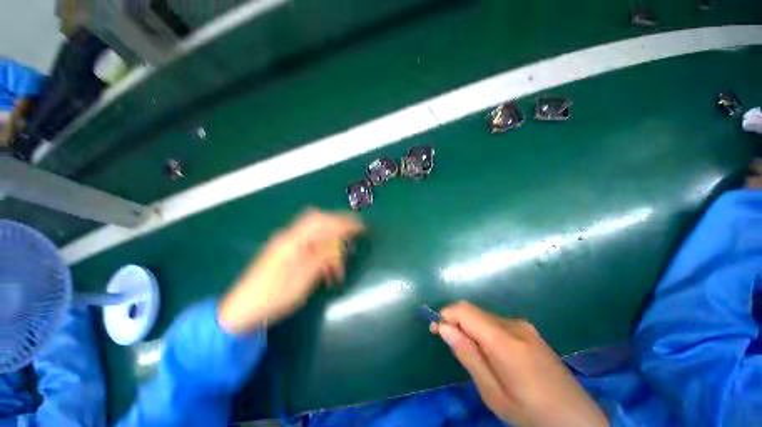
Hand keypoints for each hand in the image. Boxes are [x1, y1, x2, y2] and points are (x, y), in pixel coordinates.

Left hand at [218, 209, 363, 333]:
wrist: (241, 310)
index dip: (344, 222)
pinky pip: (309, 244)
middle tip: (353, 235)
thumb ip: (322, 257)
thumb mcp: (303, 279)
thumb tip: (339, 243)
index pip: (324, 222)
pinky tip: (327, 269)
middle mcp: (289, 236)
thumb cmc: (273, 296)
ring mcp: (286, 243)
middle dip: (338, 225)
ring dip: (331, 244)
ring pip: (315, 233)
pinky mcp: (285, 251)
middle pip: (318, 220)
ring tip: (339, 266)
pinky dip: (322, 252)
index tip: (361, 227)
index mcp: (293, 241)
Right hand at [431, 302, 608, 426]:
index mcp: (505, 341)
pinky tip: (489, 351)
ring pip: (483, 316)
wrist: (577, 420)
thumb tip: (443, 328)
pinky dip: (482, 329)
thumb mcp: (493, 392)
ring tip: (469, 352)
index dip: (445, 315)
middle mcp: (514, 325)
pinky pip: (496, 322)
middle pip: (473, 311)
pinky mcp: (529, 330)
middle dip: (455, 320)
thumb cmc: (531, 413)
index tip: (435, 329)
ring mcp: (524, 326)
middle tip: (448, 342)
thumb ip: (468, 355)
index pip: (465, 311)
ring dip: (469, 326)